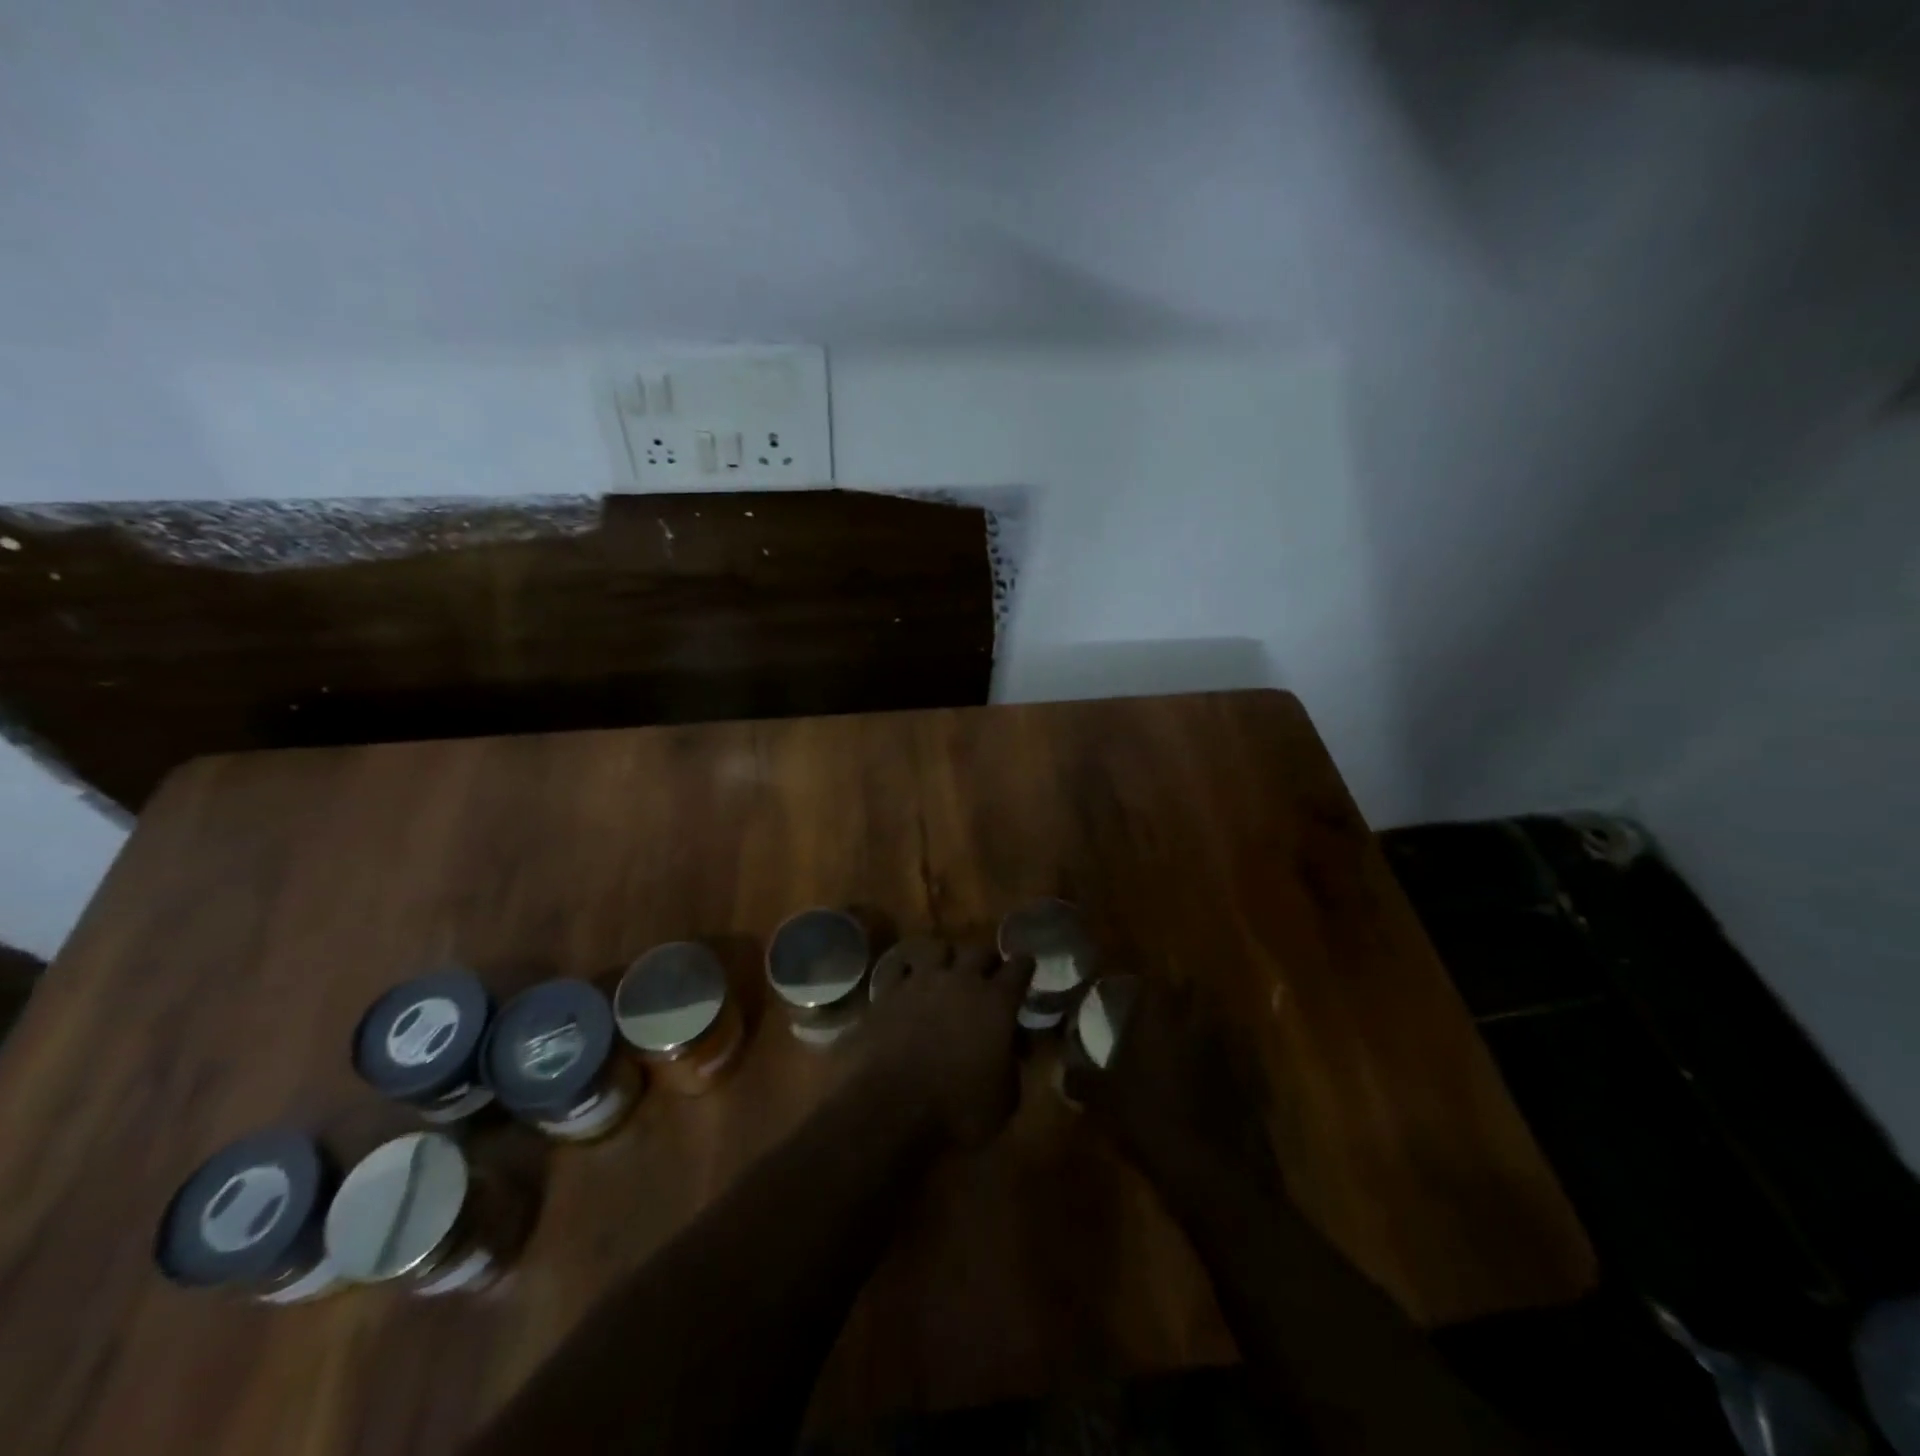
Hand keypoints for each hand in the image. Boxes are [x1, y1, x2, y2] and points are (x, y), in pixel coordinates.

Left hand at [863, 943, 1034, 1147]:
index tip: (1026, 966)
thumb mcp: (1004, 1099)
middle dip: (987, 959)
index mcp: (996, 1002)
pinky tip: (906, 978)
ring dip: (946, 957)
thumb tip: (1013, 1050)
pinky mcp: (887, 991)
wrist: (892, 1108)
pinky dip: (906, 969)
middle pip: (979, 950)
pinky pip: (898, 965)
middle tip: (988, 972)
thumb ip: (1013, 1066)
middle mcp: (960, 980)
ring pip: (938, 948)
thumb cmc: (958, 1110)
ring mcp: (921, 981)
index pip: (1019, 968)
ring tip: (945, 971)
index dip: (1024, 966)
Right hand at [1066, 978, 1281, 1196]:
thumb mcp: (1104, 1102)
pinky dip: (1216, 1054)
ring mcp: (1223, 1048)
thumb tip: (1062, 1074)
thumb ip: (1082, 1081)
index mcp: (1158, 1019)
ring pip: (1214, 1018)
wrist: (1209, 1167)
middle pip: (1194, 990)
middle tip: (1161, 1005)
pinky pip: (1228, 1051)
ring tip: (1182, 1035)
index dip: (1147, 978)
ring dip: (1200, 1021)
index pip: (1156, 979)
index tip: (1136, 985)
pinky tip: (1202, 1072)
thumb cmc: (1148, 1120)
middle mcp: (1194, 1023)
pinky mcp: (1244, 1076)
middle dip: (1181, 991)